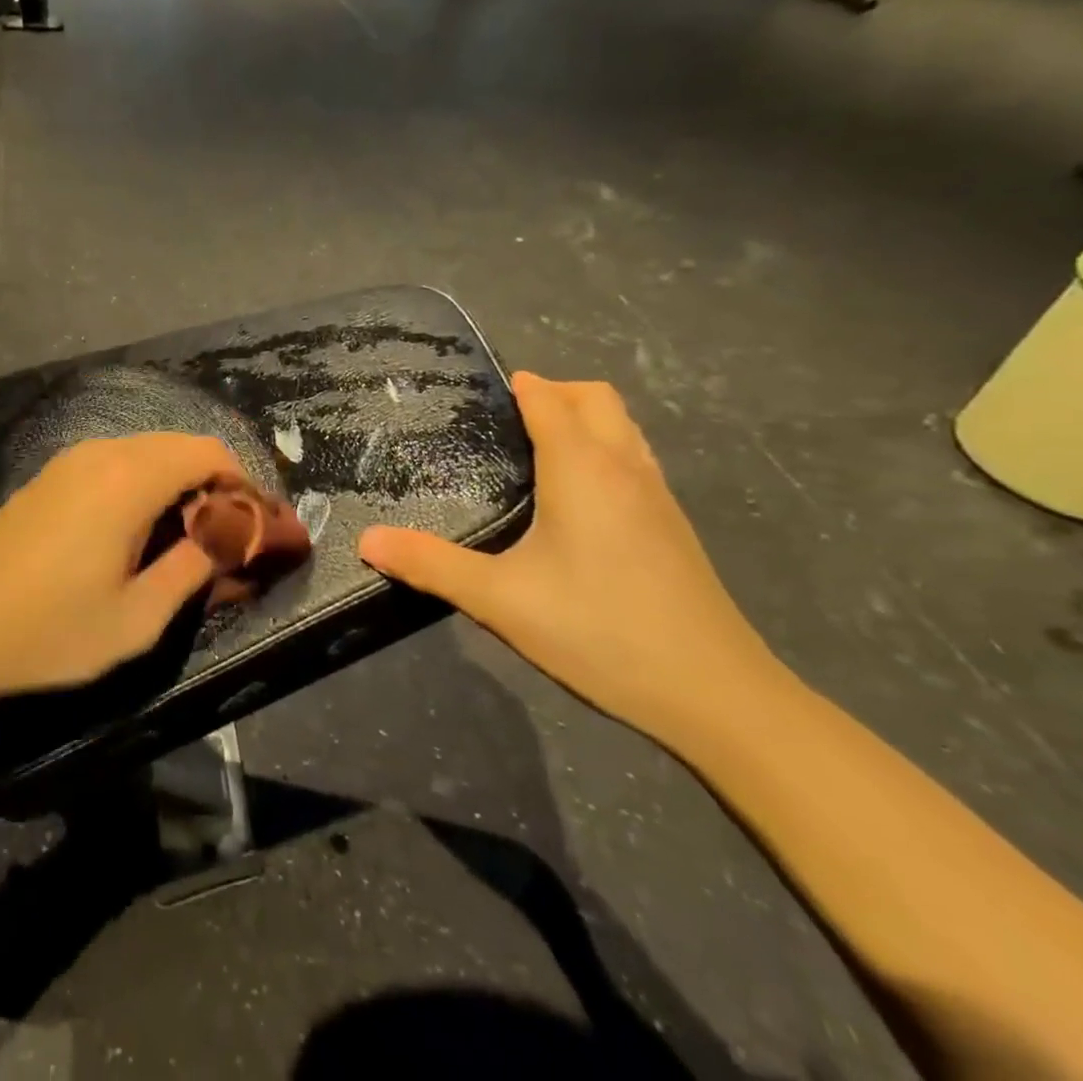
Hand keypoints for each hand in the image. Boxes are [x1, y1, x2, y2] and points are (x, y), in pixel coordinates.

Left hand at [0, 434, 244, 699]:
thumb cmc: (46, 631)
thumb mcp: (136, 619)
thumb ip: (192, 570)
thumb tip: (228, 539)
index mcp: (129, 478)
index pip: (209, 452)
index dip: (243, 485)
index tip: (255, 529)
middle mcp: (103, 452)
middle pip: (181, 446)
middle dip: (214, 487)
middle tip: (226, 542)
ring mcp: (73, 460)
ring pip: (149, 453)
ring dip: (180, 487)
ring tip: (187, 543)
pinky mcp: (53, 475)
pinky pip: (118, 464)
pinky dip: (146, 486)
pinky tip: (140, 534)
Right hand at [357, 373, 783, 740]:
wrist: (716, 695)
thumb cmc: (601, 632)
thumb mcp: (500, 600)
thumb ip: (431, 564)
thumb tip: (366, 540)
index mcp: (583, 469)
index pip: (549, 400)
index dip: (518, 387)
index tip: (478, 393)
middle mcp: (625, 468)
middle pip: (596, 398)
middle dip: (553, 392)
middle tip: (505, 420)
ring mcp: (658, 496)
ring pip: (623, 427)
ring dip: (584, 419)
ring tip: (536, 450)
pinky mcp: (674, 527)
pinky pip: (635, 459)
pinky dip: (604, 450)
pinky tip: (577, 500)